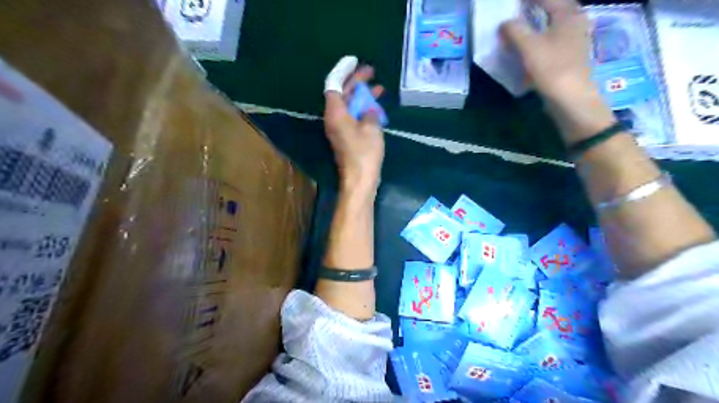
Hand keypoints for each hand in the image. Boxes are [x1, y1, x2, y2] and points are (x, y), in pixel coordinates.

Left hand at [323, 54, 384, 192]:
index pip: (334, 85)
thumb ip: (370, 112)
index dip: (344, 71)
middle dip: (356, 82)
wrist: (359, 179)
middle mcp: (334, 119)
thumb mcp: (371, 128)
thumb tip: (369, 109)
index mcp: (335, 113)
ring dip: (362, 96)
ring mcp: (340, 129)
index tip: (356, 62)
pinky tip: (376, 108)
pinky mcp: (346, 137)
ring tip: (379, 88)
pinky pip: (353, 117)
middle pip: (342, 94)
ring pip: (349, 106)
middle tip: (371, 72)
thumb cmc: (364, 153)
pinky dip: (363, 109)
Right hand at [501, 0, 614, 143]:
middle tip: (518, 12)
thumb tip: (504, 23)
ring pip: (554, 26)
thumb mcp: (529, 47)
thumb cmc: (552, 67)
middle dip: (536, 9)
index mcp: (568, 14)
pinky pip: (554, 41)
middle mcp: (575, 22)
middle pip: (554, 9)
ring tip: (520, 29)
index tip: (514, 3)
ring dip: (537, 25)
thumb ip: (515, 31)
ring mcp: (575, 40)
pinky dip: (541, 40)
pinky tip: (530, 49)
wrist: (571, 98)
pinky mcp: (570, 57)